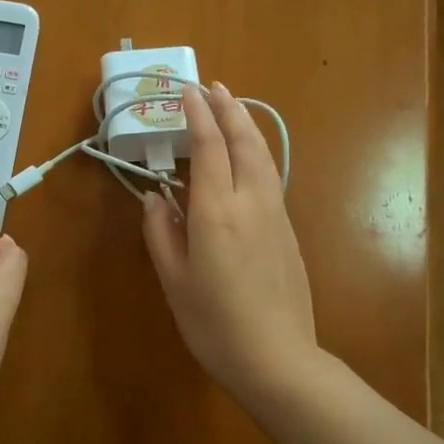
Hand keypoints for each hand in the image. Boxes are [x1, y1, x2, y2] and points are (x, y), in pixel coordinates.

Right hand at [142, 83, 319, 399]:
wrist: (278, 358)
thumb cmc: (214, 324)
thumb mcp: (174, 280)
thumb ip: (161, 232)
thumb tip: (155, 197)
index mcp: (216, 212)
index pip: (208, 147)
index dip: (198, 115)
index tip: (187, 90)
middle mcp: (250, 202)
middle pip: (243, 141)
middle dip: (228, 108)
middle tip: (213, 86)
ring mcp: (275, 214)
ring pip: (263, 155)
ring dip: (246, 125)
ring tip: (232, 107)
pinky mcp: (288, 229)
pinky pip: (270, 175)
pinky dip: (256, 151)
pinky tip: (247, 155)